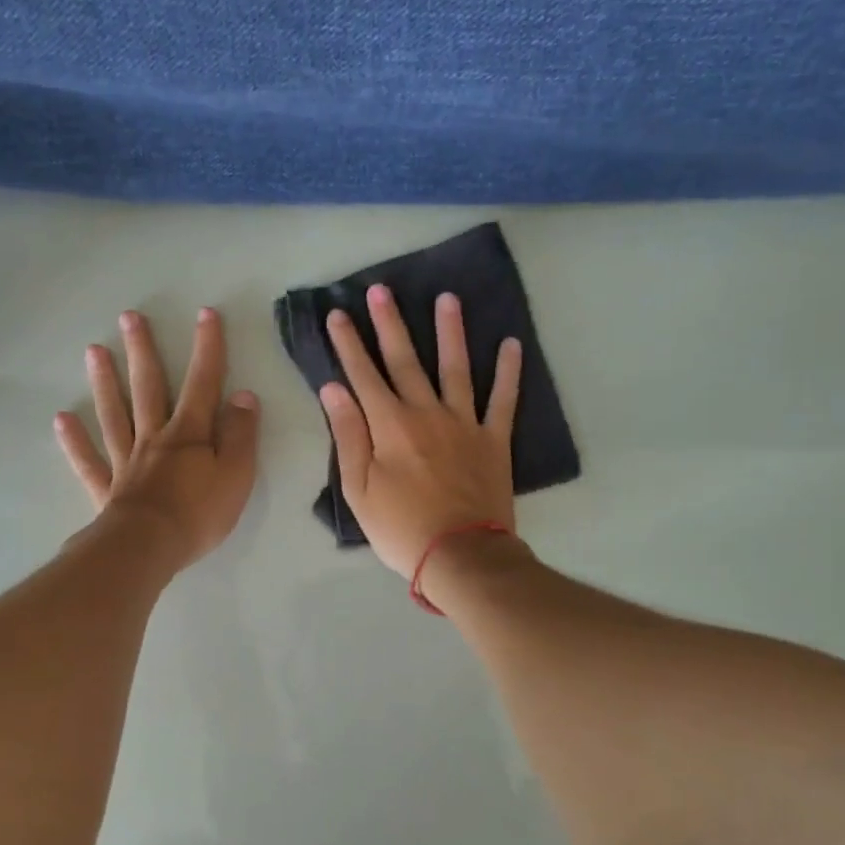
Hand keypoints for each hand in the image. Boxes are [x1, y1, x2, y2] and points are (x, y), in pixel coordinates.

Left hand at [55, 308, 260, 568]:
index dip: (207, 348)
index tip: (205, 314)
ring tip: (93, 351)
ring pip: (114, 414)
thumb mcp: (236, 474)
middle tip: (129, 317)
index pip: (202, 383)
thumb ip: (240, 435)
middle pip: (148, 388)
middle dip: (142, 351)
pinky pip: (88, 460)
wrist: (149, 548)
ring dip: (105, 382)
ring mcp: (126, 461)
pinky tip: (62, 419)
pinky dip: (74, 440)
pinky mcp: (107, 489)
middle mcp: (154, 438)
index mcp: (189, 434)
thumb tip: (244, 396)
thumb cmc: (199, 513)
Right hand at [319, 284, 521, 576]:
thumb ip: (349, 435)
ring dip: (450, 332)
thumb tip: (333, 389)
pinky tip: (511, 344)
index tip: (337, 314)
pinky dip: (508, 372)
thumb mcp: (359, 489)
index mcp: (389, 425)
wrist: (460, 555)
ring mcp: (464, 423)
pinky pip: (503, 400)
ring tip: (447, 298)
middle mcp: (426, 413)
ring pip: (456, 368)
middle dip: (390, 324)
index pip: (363, 375)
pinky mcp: (493, 440)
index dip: (348, 344)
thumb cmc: (400, 528)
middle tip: (382, 290)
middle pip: (405, 361)